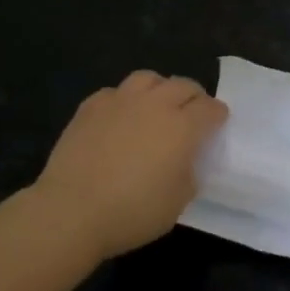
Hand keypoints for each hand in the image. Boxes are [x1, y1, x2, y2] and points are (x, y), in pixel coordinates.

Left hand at [28, 70, 228, 262]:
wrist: (71, 210)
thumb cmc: (131, 213)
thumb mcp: (177, 202)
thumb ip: (189, 173)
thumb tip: (186, 160)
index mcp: (183, 127)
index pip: (210, 108)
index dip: (217, 115)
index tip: (217, 124)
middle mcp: (155, 104)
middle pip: (183, 85)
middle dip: (193, 97)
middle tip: (191, 115)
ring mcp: (121, 100)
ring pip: (148, 78)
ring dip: (159, 89)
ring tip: (156, 106)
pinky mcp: (91, 106)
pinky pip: (116, 92)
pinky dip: (125, 100)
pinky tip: (119, 118)